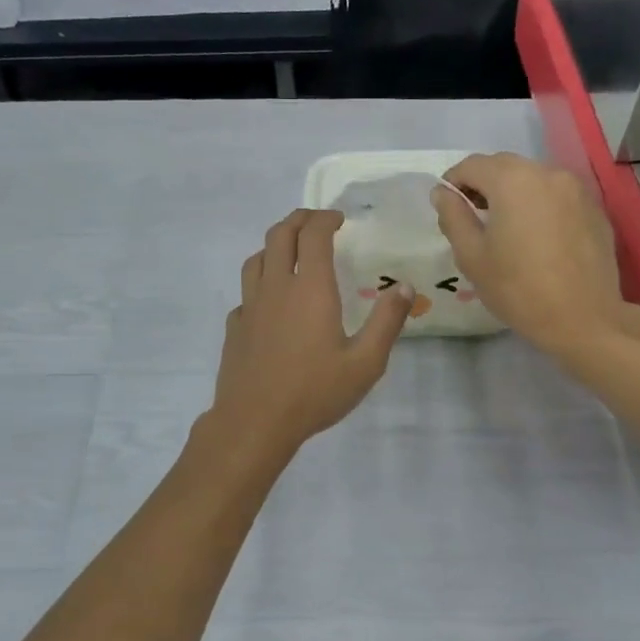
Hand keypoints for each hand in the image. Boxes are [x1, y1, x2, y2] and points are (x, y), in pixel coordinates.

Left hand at [209, 209, 413, 460]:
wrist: (255, 422)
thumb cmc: (314, 392)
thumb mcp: (365, 363)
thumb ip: (386, 322)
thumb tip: (404, 287)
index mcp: (309, 289)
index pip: (313, 235)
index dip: (326, 219)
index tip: (340, 220)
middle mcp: (276, 287)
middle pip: (280, 234)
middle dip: (300, 220)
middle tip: (317, 223)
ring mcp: (250, 306)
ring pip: (257, 258)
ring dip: (275, 245)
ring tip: (292, 252)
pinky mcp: (235, 327)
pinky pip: (246, 291)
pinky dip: (261, 282)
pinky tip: (271, 301)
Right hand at [431, 153, 639, 358]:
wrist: (583, 318)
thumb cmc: (518, 289)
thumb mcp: (472, 256)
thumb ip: (453, 217)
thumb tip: (442, 192)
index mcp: (512, 181)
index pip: (472, 165)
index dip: (453, 181)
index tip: (447, 205)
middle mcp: (547, 173)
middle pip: (505, 166)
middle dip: (484, 184)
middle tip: (474, 216)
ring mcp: (576, 189)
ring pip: (533, 178)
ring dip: (513, 193)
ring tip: (506, 227)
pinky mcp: (594, 208)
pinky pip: (557, 195)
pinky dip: (540, 205)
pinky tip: (537, 236)